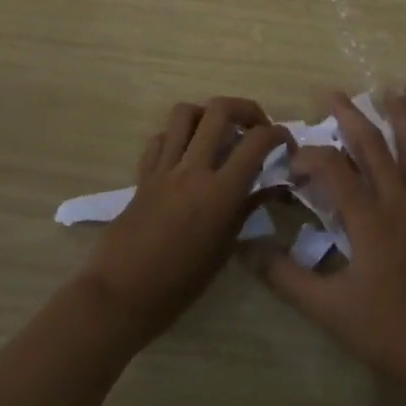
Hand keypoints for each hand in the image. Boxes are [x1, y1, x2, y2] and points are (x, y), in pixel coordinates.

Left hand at [80, 97, 289, 345]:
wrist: (120, 297)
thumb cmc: (179, 284)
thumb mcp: (224, 250)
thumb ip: (246, 209)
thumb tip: (269, 187)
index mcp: (220, 191)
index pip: (257, 141)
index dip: (278, 134)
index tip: (285, 143)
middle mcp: (193, 169)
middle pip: (220, 109)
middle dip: (246, 109)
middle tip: (255, 127)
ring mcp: (164, 169)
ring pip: (185, 113)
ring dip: (207, 115)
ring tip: (218, 133)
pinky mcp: (142, 176)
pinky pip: (160, 139)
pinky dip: (177, 137)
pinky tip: (185, 155)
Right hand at [251, 90, 405, 391]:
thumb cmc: (385, 330)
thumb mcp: (328, 309)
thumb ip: (286, 277)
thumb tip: (247, 250)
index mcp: (369, 221)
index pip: (335, 171)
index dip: (311, 157)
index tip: (293, 161)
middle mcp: (399, 201)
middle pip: (374, 146)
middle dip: (351, 116)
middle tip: (332, 92)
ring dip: (402, 115)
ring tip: (394, 87)